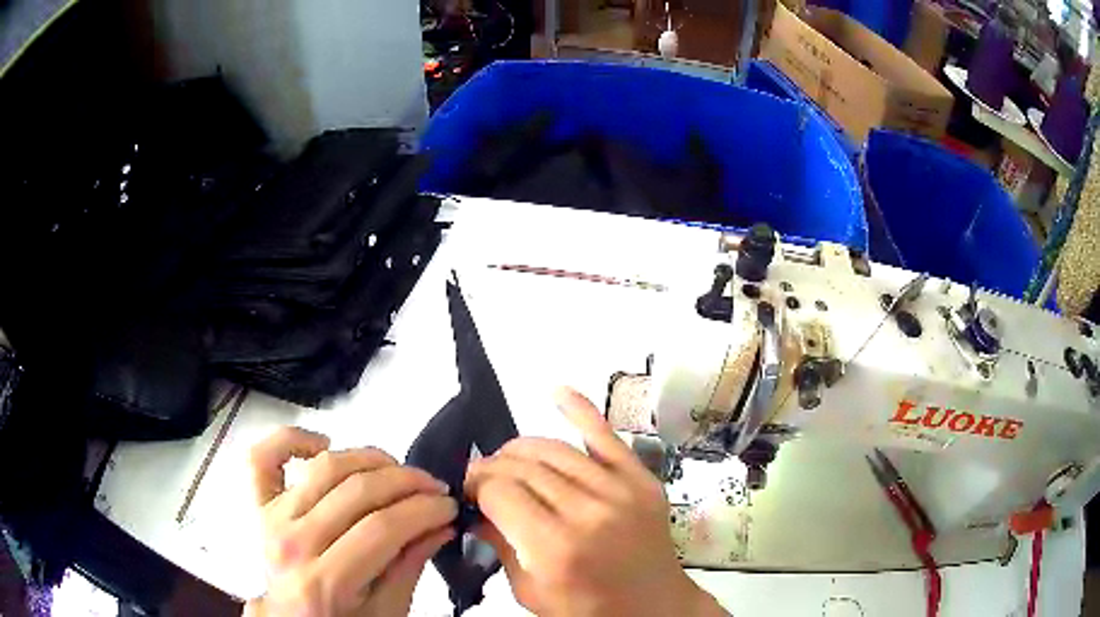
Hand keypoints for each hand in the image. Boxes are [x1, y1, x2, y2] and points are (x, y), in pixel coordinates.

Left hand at [244, 427, 456, 616]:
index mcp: (326, 581)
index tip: (449, 505)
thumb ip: (411, 565)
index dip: (424, 509)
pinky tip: (324, 443)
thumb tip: (442, 524)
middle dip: (408, 482)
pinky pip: (261, 458)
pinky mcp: (258, 504)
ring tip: (397, 470)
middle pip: (357, 491)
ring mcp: (271, 518)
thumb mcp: (388, 610)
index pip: (382, 528)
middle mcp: (294, 543)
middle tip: (435, 487)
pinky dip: (290, 439)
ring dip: (369, 458)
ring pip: (324, 467)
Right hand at [464, 388, 725, 616]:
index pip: (500, 492)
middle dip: (492, 466)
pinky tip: (556, 390)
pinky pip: (606, 435)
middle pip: (523, 466)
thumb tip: (474, 509)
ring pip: (553, 449)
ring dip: (520, 448)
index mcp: (556, 548)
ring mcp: (620, 490)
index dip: (476, 485)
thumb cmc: (588, 610)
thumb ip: (499, 547)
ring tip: (507, 460)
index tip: (468, 491)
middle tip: (482, 477)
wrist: (654, 607)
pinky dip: (580, 409)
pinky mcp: (641, 478)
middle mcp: (587, 512)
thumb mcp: (531, 592)